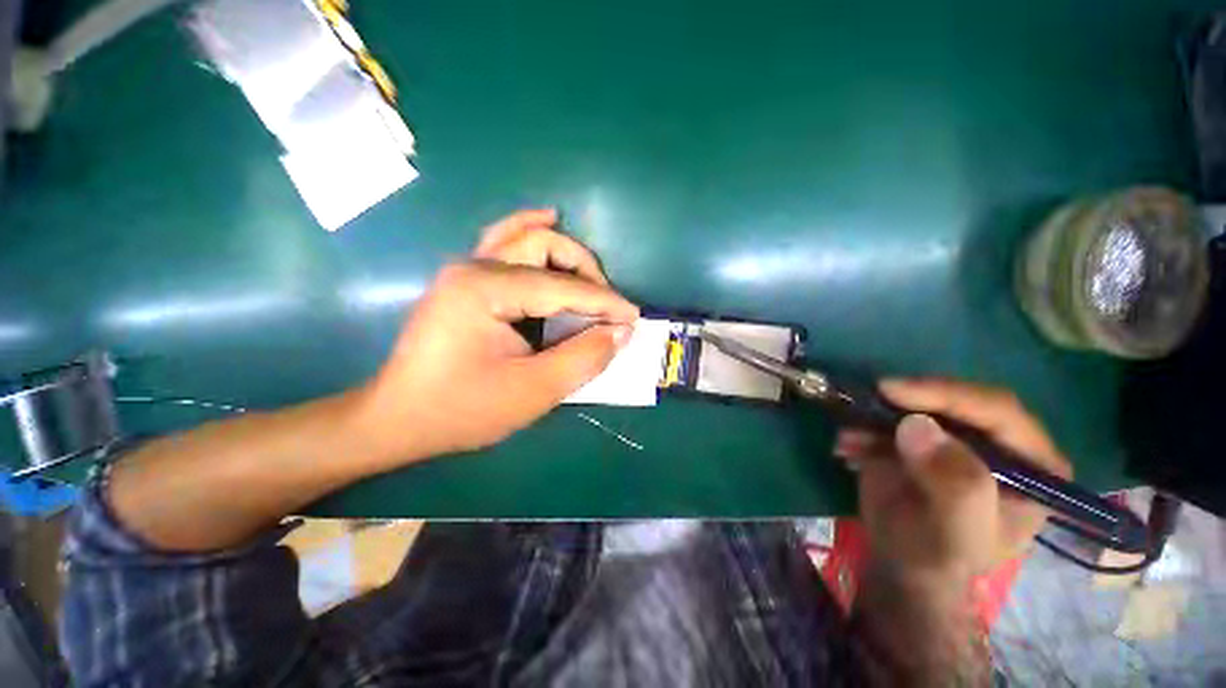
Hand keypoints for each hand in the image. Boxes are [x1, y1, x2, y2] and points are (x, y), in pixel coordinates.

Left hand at [352, 209, 638, 465]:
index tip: (633, 319)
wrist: (399, 419)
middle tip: (608, 305)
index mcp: (485, 290)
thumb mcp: (532, 392)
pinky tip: (548, 221)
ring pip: (525, 237)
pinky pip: (504, 243)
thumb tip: (620, 332)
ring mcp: (466, 270)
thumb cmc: (462, 410)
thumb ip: (583, 359)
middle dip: (586, 272)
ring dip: (565, 252)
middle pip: (543, 245)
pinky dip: (530, 232)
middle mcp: (474, 267)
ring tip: (593, 274)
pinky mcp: (466, 282)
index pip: (563, 287)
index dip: (604, 303)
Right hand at [835, 378, 1071, 586]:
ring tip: (849, 437)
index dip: (947, 395)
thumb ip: (954, 485)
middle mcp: (997, 443)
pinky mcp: (917, 439)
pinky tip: (847, 447)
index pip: (998, 412)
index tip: (894, 391)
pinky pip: (888, 419)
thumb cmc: (941, 558)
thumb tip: (916, 426)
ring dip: (877, 415)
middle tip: (868, 400)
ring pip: (918, 406)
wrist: (902, 567)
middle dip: (908, 401)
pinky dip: (863, 427)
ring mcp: (954, 439)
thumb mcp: (956, 533)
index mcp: (1031, 465)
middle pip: (956, 400)